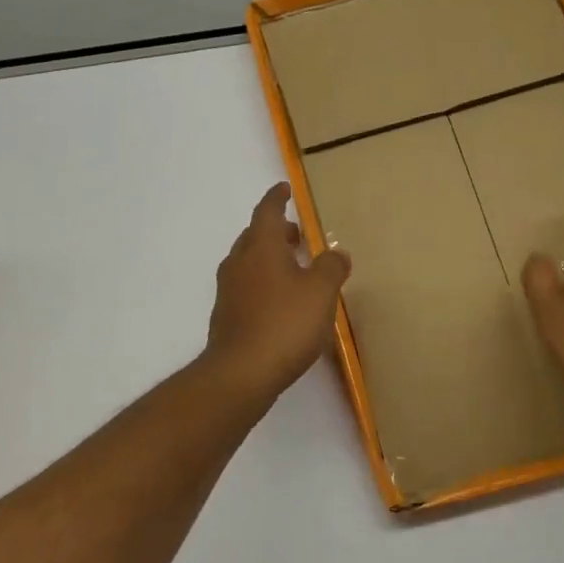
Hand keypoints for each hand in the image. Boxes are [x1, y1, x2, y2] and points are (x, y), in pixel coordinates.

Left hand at [205, 183, 351, 402]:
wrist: (242, 373)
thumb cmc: (285, 323)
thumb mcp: (321, 292)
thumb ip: (332, 267)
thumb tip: (336, 252)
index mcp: (260, 247)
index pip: (266, 211)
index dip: (277, 198)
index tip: (285, 189)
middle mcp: (239, 263)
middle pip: (254, 236)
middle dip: (275, 231)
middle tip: (297, 234)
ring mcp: (229, 291)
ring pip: (249, 263)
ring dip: (269, 259)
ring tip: (294, 269)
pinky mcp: (227, 316)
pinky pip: (247, 287)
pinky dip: (263, 284)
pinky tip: (281, 303)